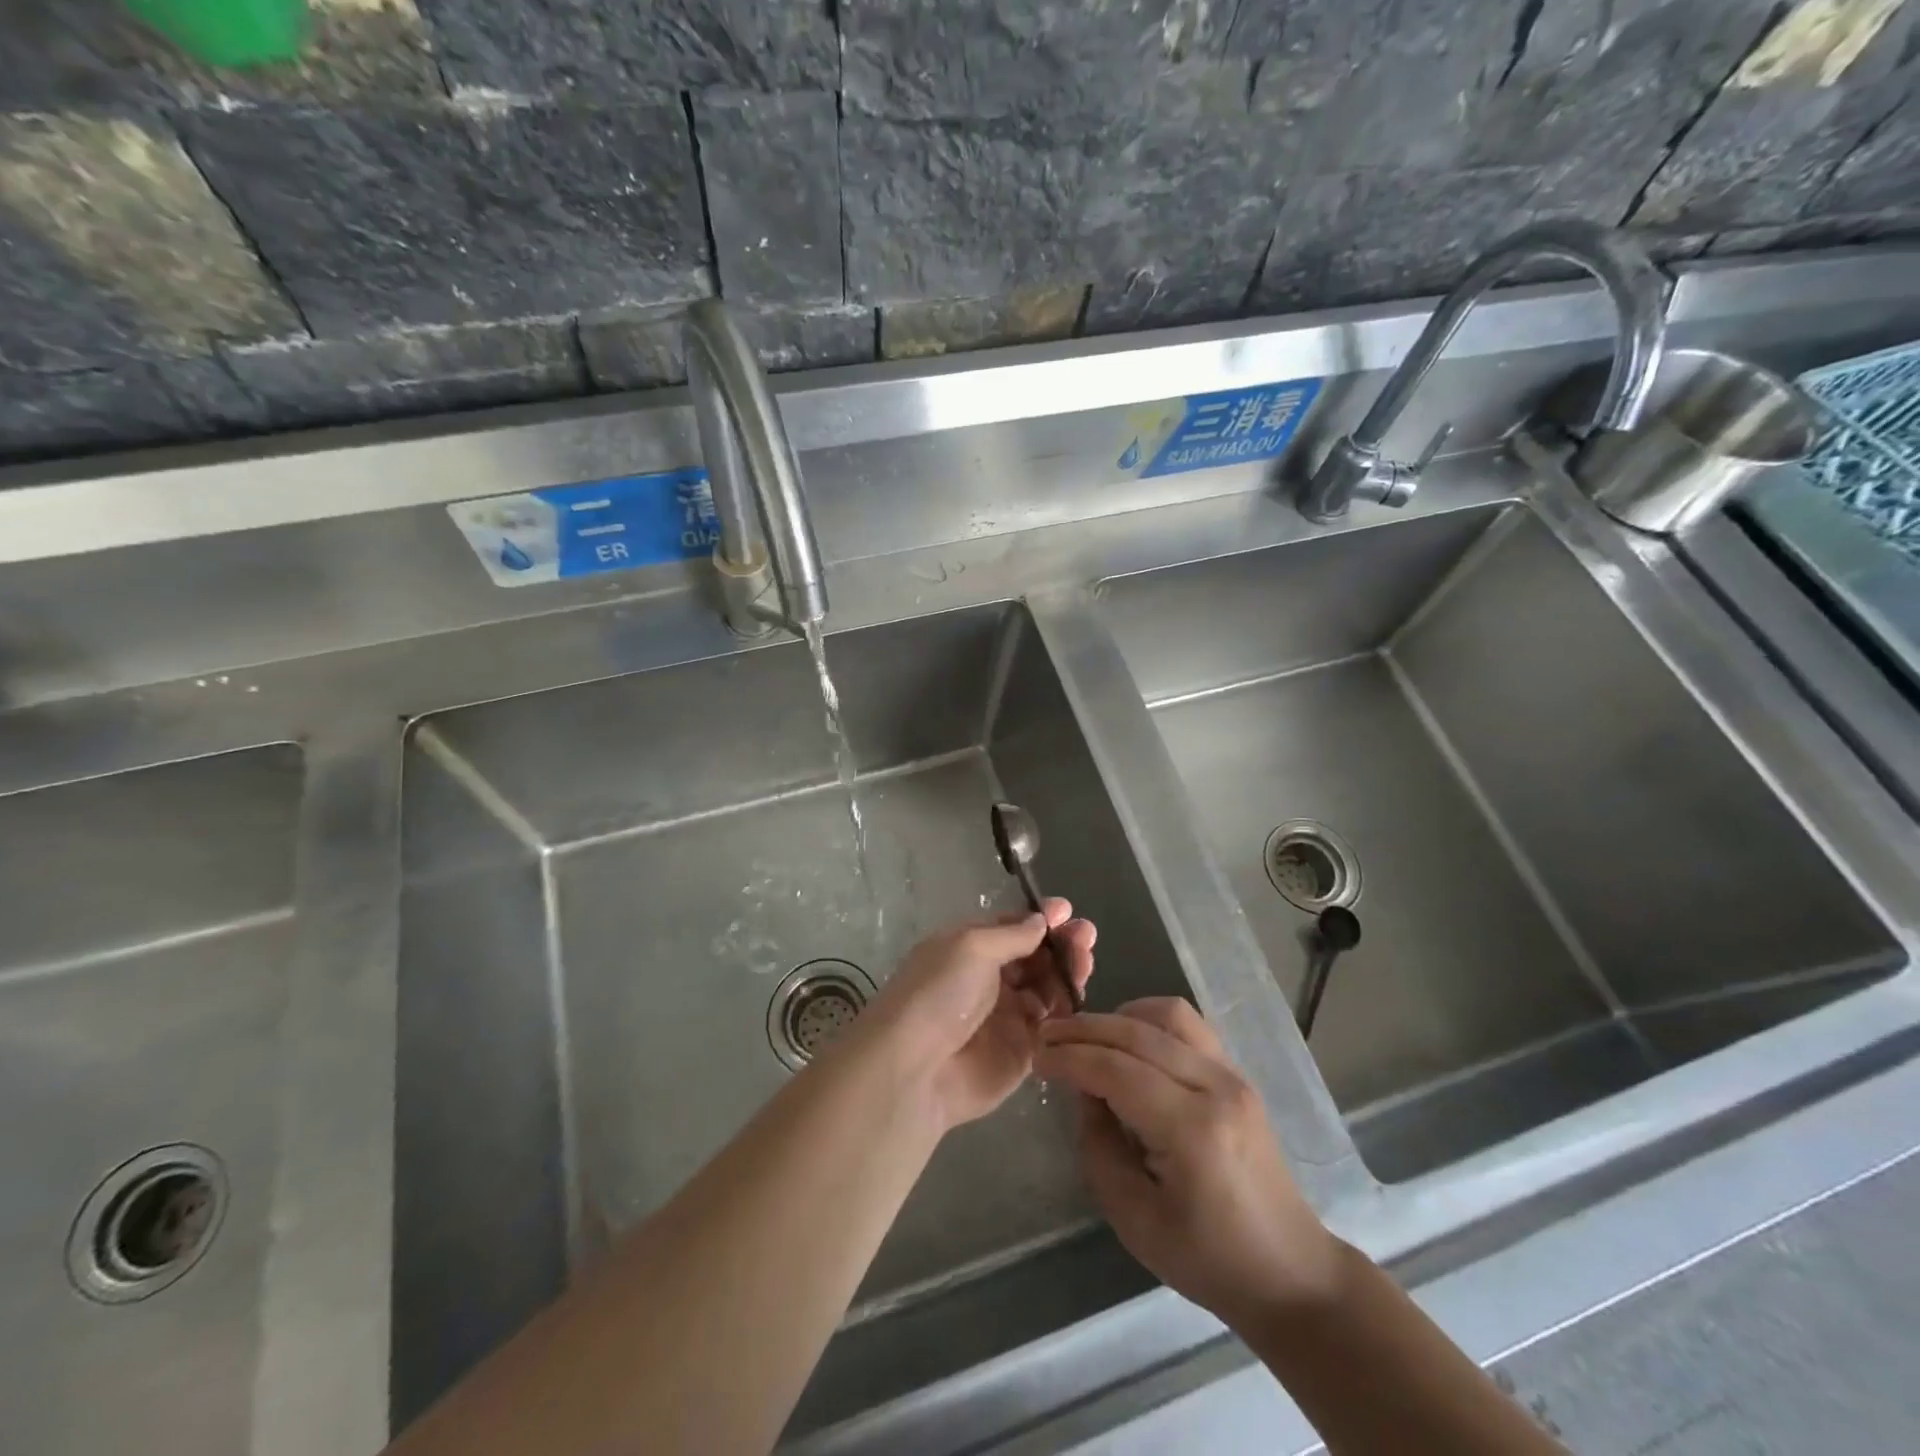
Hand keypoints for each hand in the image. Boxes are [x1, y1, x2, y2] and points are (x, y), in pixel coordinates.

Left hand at [862, 900, 1094, 1130]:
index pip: (1012, 928)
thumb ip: (1012, 934)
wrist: (916, 1068)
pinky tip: (1078, 998)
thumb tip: (1041, 920)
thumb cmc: (939, 992)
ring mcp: (1006, 1016)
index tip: (1068, 912)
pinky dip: (1066, 1010)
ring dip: (1068, 973)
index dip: (1040, 919)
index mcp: (970, 948)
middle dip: (1061, 944)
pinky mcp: (1022, 1051)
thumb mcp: (972, 947)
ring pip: (1048, 989)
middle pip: (1035, 957)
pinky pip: (1052, 1026)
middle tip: (1086, 937)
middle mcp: (989, 979)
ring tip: (1085, 963)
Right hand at [1035, 998, 1338, 1330]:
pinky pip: (1188, 1025)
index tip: (1037, 1056)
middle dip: (1085, 1029)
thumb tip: (1085, 1093)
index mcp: (1192, 1130)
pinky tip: (1128, 1039)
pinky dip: (1149, 1020)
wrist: (1289, 1270)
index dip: (1070, 1058)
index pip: (1117, 1070)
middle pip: (1138, 1034)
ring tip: (1088, 1036)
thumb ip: (1098, 1147)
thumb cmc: (1207, 1258)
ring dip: (1119, 1017)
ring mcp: (1232, 1075)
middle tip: (1048, 1036)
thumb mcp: (1133, 1218)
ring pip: (1167, 1015)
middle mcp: (1216, 1087)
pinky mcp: (1237, 1074)